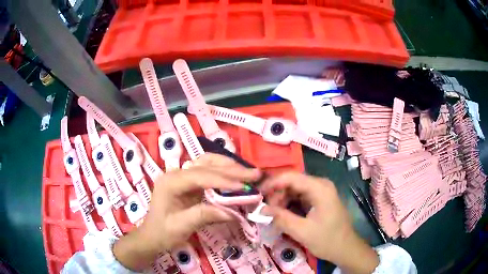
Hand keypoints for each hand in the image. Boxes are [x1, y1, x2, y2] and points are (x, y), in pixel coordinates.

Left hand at [113, 154, 260, 270]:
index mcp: (170, 182)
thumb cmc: (162, 232)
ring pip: (207, 163)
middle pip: (206, 165)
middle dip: (231, 169)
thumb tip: (232, 212)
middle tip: (255, 174)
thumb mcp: (181, 227)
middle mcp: (176, 173)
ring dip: (228, 166)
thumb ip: (203, 216)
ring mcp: (182, 176)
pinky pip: (208, 171)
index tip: (244, 185)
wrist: (152, 235)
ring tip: (248, 172)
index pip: (200, 176)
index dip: (223, 180)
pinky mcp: (189, 182)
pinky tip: (235, 175)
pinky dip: (223, 172)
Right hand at [260, 172, 378, 273]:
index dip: (273, 183)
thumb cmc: (327, 240)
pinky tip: (283, 214)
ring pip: (295, 189)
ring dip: (282, 199)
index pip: (291, 177)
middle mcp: (321, 185)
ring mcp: (321, 192)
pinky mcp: (320, 200)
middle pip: (293, 182)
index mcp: (320, 188)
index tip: (258, 194)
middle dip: (277, 194)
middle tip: (266, 209)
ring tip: (274, 214)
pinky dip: (290, 204)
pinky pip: (300, 196)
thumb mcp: (302, 231)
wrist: (346, 248)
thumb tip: (262, 209)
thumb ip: (281, 218)